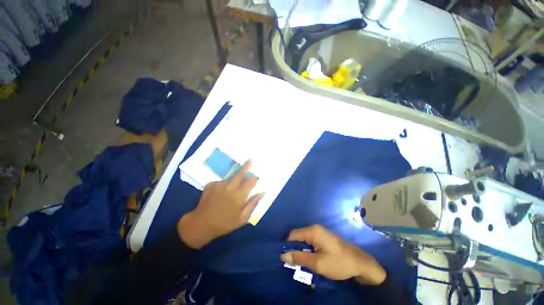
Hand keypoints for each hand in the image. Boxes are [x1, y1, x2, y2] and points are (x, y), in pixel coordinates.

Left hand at [177, 160, 263, 248]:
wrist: (201, 224)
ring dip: (233, 181)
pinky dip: (223, 186)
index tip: (256, 177)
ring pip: (230, 178)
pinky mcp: (211, 184)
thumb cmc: (224, 223)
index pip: (250, 181)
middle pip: (240, 173)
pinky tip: (219, 194)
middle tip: (251, 159)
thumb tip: (262, 193)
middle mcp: (230, 187)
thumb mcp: (242, 218)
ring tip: (228, 192)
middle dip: (247, 166)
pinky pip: (221, 182)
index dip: (254, 178)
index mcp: (239, 196)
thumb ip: (253, 204)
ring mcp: (219, 185)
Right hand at [280, 225, 386, 284]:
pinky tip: (310, 260)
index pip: (292, 235)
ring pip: (304, 240)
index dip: (287, 246)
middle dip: (295, 250)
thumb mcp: (317, 263)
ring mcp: (320, 232)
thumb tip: (283, 255)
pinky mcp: (323, 238)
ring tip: (302, 264)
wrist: (360, 263)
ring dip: (301, 251)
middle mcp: (315, 228)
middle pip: (298, 237)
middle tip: (294, 264)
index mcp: (312, 231)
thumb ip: (299, 258)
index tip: (285, 258)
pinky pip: (310, 242)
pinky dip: (308, 251)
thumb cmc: (339, 263)